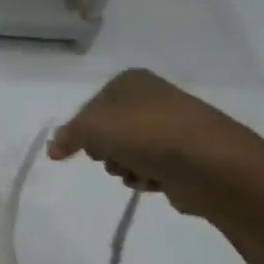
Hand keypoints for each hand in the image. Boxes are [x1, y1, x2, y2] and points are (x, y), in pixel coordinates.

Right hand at [46, 69, 263, 215]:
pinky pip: (147, 168)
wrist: (210, 163)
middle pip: (106, 131)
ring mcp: (169, 127)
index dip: (81, 130)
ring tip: (136, 171)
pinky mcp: (182, 156)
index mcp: (130, 82)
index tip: (83, 146)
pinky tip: (153, 181)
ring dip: (123, 167)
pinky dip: (144, 178)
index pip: (89, 107)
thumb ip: (67, 136)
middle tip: (113, 155)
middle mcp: (151, 99)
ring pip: (125, 152)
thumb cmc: (146, 134)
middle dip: (104, 151)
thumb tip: (54, 149)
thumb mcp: (92, 128)